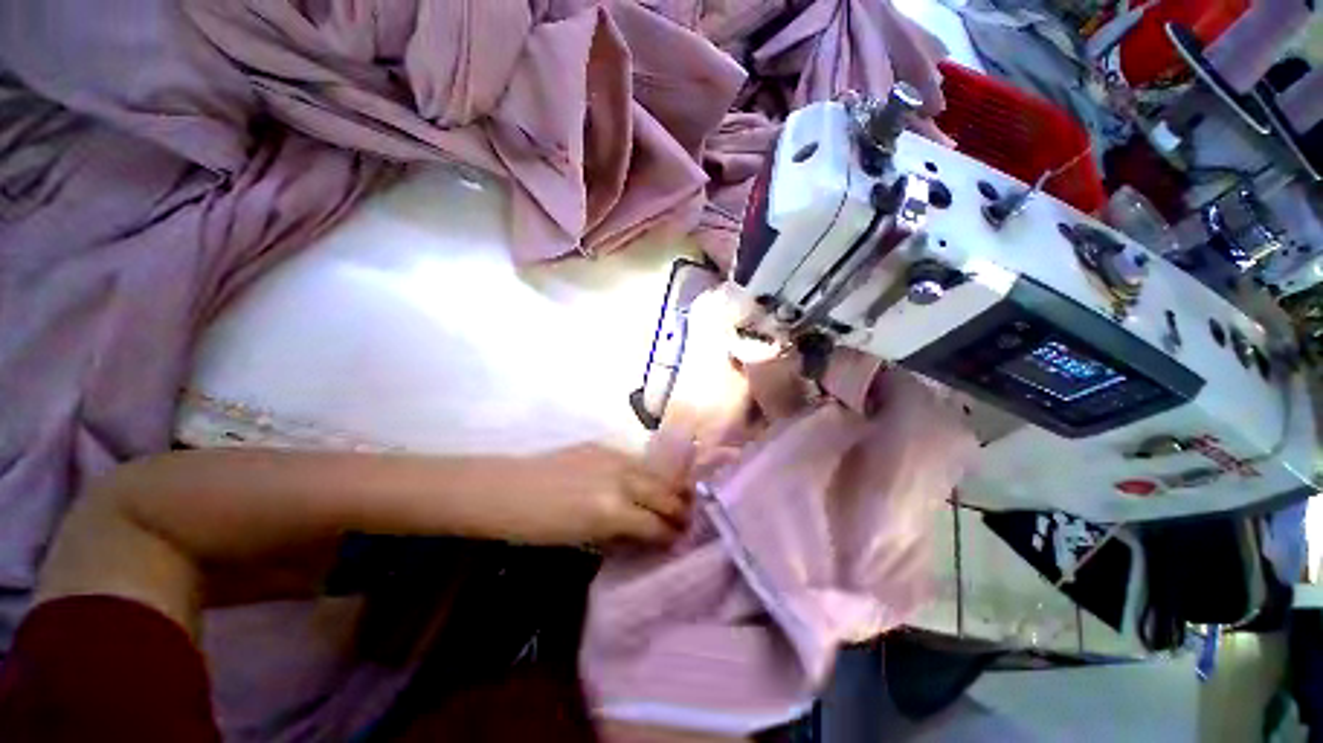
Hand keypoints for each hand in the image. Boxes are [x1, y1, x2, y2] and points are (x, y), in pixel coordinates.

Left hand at [500, 444, 692, 546]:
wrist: (507, 490)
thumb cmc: (537, 526)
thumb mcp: (583, 538)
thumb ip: (619, 534)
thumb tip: (645, 534)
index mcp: (612, 511)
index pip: (655, 524)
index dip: (671, 535)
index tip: (679, 540)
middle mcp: (620, 480)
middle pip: (664, 494)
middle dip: (681, 509)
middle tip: (688, 520)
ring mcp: (613, 458)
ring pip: (655, 472)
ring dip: (671, 486)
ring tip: (681, 496)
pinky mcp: (603, 446)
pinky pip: (635, 460)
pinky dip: (648, 472)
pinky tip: (649, 479)